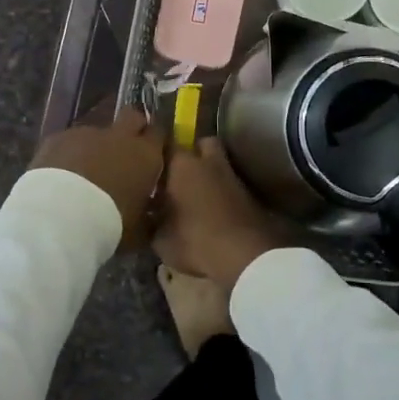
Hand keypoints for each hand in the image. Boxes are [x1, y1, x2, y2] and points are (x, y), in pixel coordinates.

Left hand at [31, 106, 165, 249]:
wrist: (59, 217)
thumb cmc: (109, 225)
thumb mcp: (138, 230)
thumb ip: (148, 216)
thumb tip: (150, 215)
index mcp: (146, 156)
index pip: (160, 133)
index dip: (155, 141)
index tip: (152, 154)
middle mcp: (120, 136)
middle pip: (132, 116)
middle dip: (131, 128)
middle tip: (124, 152)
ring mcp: (87, 133)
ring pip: (97, 132)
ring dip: (95, 147)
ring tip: (84, 174)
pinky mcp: (58, 137)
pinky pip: (69, 141)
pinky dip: (68, 154)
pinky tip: (60, 176)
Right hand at [153, 137, 287, 289]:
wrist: (245, 256)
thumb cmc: (195, 240)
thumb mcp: (160, 239)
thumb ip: (151, 222)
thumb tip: (149, 215)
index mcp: (182, 164)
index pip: (167, 143)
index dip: (159, 153)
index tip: (150, 166)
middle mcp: (209, 162)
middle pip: (201, 144)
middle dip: (191, 155)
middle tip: (177, 176)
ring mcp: (233, 176)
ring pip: (218, 164)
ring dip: (208, 175)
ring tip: (195, 196)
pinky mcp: (249, 194)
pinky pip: (229, 184)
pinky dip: (222, 192)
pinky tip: (213, 211)